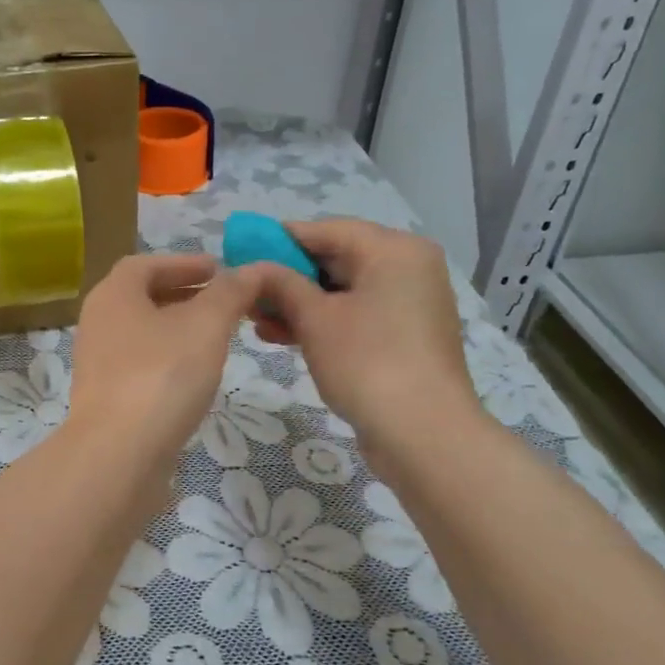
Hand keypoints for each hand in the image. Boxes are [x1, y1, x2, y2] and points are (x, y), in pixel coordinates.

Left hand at [64, 254, 256, 487]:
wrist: (118, 455)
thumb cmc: (161, 377)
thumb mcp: (205, 326)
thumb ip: (229, 294)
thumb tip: (250, 270)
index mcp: (113, 296)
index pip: (145, 264)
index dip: (182, 262)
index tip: (217, 268)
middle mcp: (97, 324)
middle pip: (141, 298)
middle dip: (183, 294)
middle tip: (222, 301)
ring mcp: (98, 364)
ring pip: (141, 333)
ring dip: (177, 328)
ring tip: (216, 336)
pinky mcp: (106, 398)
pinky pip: (140, 365)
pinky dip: (168, 358)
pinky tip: (194, 376)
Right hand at [244, 220, 479, 459]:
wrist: (424, 435)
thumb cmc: (367, 362)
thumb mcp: (314, 319)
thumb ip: (281, 284)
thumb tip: (255, 267)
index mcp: (393, 250)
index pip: (326, 230)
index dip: (279, 239)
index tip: (241, 252)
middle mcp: (407, 267)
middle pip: (335, 259)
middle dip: (286, 277)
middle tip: (246, 292)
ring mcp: (409, 304)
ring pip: (342, 291)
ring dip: (297, 303)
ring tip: (254, 320)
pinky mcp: (404, 336)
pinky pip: (355, 314)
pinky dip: (321, 322)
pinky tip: (281, 336)